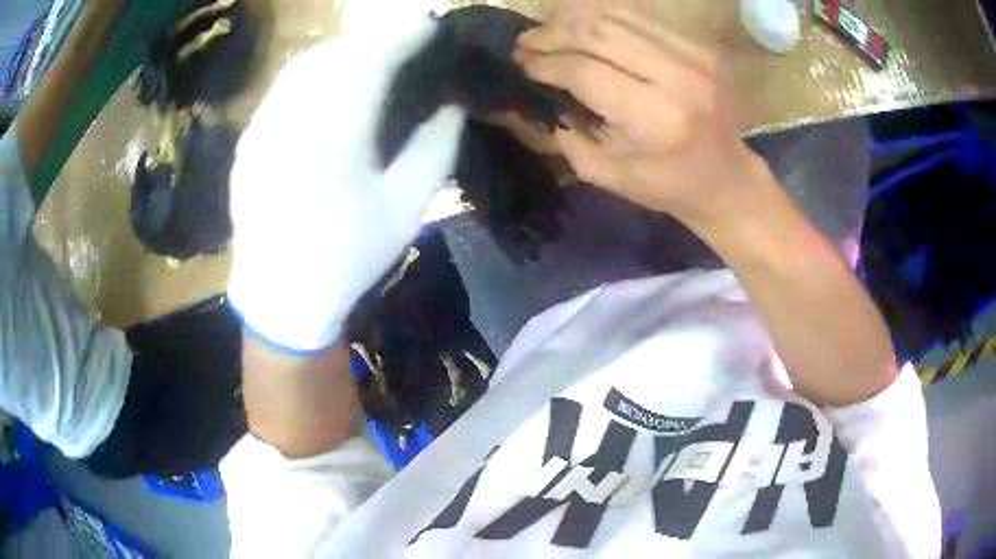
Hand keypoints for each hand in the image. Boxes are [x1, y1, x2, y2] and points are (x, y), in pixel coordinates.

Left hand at [227, 18, 465, 351]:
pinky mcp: (248, 140)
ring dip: (341, 51)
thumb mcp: (407, 207)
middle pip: (334, 54)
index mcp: (334, 137)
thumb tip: (451, 105)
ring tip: (370, 55)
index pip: (370, 60)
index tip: (429, 25)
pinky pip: (283, 89)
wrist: (281, 294)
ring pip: (304, 66)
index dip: (403, 35)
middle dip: (373, 38)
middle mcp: (290, 121)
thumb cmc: (349, 256)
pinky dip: (312, 73)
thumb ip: (435, 147)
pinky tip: (328, 86)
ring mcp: (261, 129)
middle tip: (404, 39)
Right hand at [514, 7, 770, 230]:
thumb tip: (534, 92)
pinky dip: (603, 17)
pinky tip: (581, 25)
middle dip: (553, 34)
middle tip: (525, 41)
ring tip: (547, 30)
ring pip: (617, 18)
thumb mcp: (608, 174)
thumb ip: (566, 134)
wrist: (727, 178)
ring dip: (573, 20)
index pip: (585, 71)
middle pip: (598, 35)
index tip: (521, 62)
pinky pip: (640, 18)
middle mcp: (677, 77)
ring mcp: (693, 55)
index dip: (546, 63)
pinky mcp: (700, 46)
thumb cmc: (667, 185)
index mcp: (654, 118)